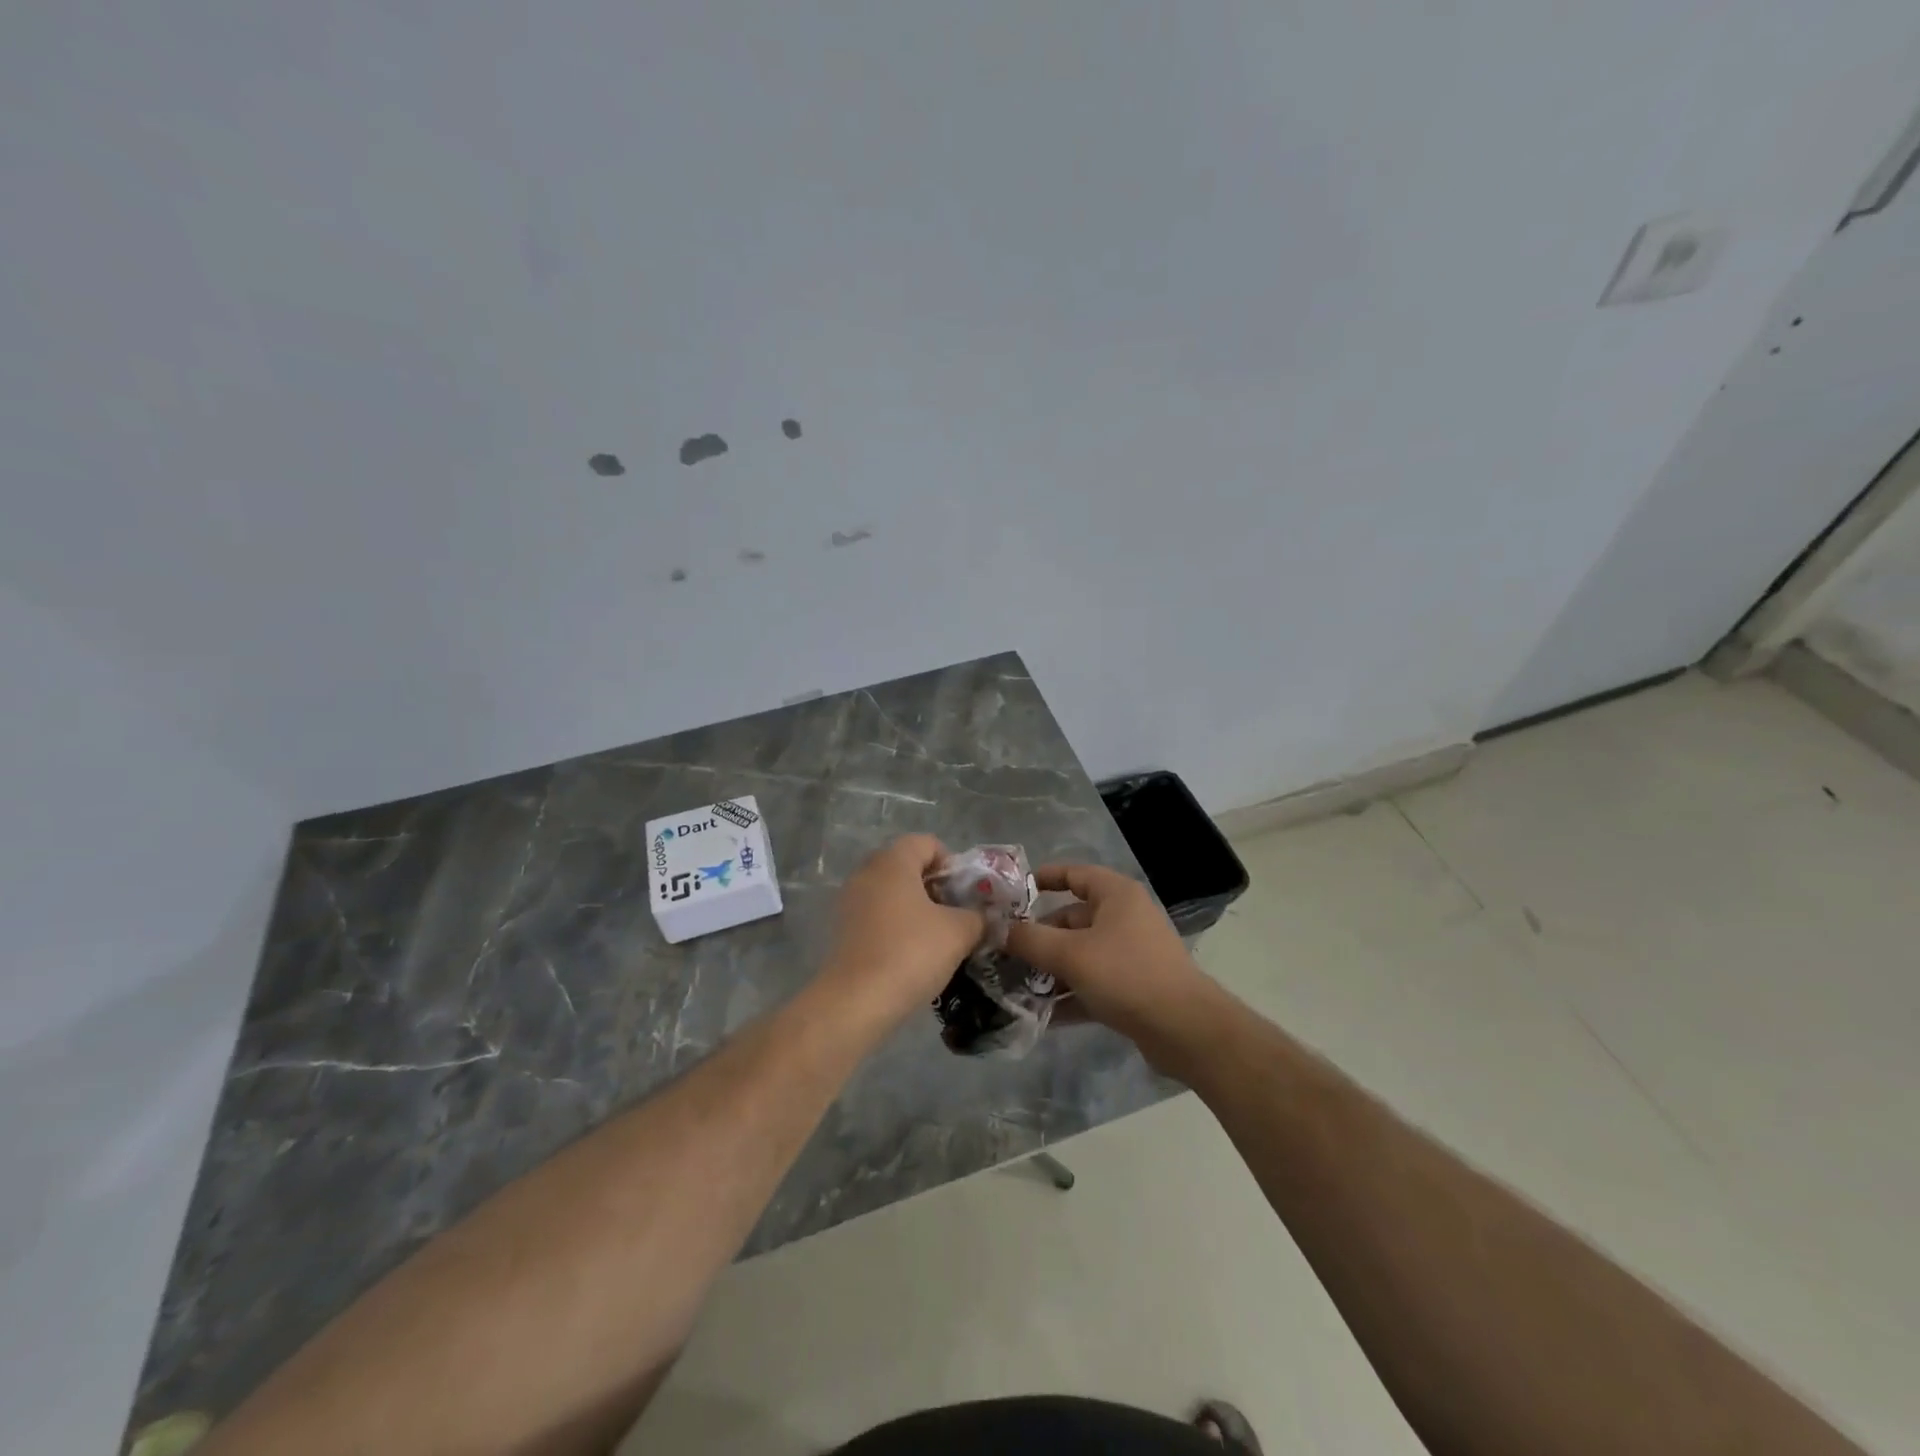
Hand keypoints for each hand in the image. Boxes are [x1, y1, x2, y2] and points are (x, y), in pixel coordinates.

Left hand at [823, 835, 985, 1022]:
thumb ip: (978, 916)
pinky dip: (895, 926)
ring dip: (915, 908)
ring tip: (936, 939)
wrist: (856, 1002)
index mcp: (893, 862)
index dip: (951, 864)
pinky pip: (876, 915)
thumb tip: (983, 917)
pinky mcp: (842, 929)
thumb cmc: (911, 953)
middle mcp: (867, 872)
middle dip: (934, 887)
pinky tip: (910, 955)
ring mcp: (849, 901)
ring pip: (891, 892)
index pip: (927, 843)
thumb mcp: (959, 932)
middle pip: (907, 866)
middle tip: (954, 915)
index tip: (964, 895)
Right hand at [1004, 864, 1209, 1042]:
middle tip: (1003, 952)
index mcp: (1116, 895)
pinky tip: (1039, 1014)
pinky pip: (1091, 984)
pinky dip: (1068, 995)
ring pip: (1079, 954)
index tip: (1010, 894)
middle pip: (1071, 918)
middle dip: (1037, 936)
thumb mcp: (1070, 954)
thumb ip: (1029, 940)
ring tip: (1013, 985)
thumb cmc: (1126, 975)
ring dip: (1049, 969)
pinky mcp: (1132, 988)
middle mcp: (1124, 918)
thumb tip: (996, 929)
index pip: (1074, 873)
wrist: (1185, 1030)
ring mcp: (1130, 955)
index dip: (1043, 878)